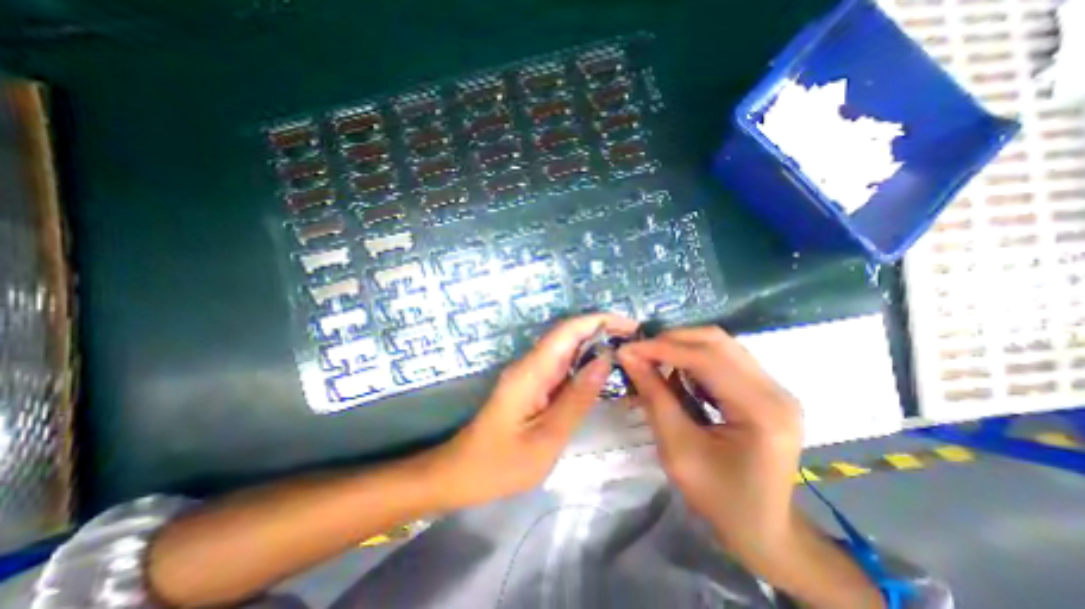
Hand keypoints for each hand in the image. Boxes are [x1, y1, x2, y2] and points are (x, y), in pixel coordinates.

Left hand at [438, 312, 638, 506]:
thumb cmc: (501, 464)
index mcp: (531, 371)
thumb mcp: (546, 438)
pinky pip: (561, 366)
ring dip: (595, 346)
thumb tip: (604, 360)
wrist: (463, 473)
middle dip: (602, 331)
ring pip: (566, 349)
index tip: (631, 326)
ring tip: (628, 354)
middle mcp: (530, 364)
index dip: (599, 321)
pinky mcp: (532, 384)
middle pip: (568, 335)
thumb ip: (577, 398)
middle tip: (637, 342)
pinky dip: (584, 364)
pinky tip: (602, 374)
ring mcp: (530, 373)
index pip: (568, 331)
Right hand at [613, 329, 798, 565]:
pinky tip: (676, 373)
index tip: (627, 349)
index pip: (706, 358)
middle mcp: (775, 389)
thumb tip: (629, 357)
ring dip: (681, 346)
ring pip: (720, 344)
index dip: (661, 348)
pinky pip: (724, 358)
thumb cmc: (719, 499)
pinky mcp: (765, 389)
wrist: (765, 530)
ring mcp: (774, 387)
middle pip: (716, 340)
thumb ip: (654, 397)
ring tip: (653, 361)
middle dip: (671, 341)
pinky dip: (693, 358)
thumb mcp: (677, 449)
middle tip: (639, 353)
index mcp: (761, 410)